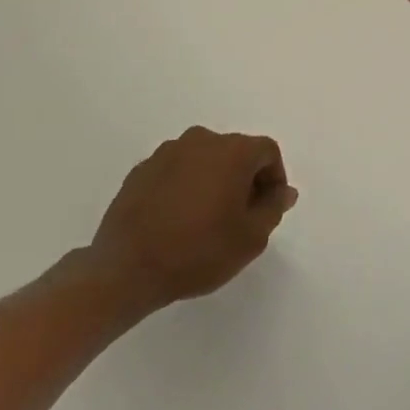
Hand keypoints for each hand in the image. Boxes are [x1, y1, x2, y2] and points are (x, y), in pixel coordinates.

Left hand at [84, 127, 297, 321]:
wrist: (125, 269)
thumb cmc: (198, 251)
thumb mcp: (251, 238)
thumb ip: (273, 208)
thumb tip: (283, 191)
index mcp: (233, 151)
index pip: (267, 151)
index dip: (274, 178)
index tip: (267, 209)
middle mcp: (201, 140)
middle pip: (236, 152)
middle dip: (244, 179)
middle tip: (240, 217)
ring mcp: (167, 153)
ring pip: (204, 160)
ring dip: (213, 181)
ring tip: (206, 220)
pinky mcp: (141, 170)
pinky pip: (176, 171)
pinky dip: (185, 187)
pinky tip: (177, 220)